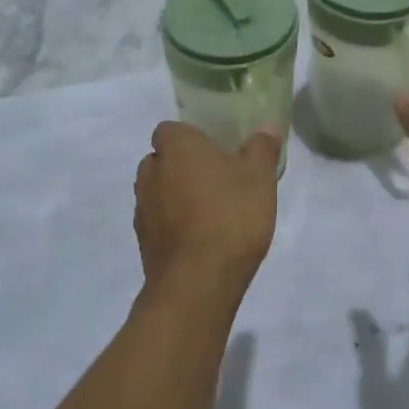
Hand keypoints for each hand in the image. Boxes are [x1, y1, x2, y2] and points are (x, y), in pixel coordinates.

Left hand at [134, 123, 281, 302]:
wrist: (198, 282)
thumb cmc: (231, 216)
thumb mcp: (260, 178)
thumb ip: (262, 148)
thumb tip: (266, 127)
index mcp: (176, 147)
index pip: (170, 129)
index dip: (191, 137)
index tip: (215, 150)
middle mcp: (151, 171)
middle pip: (162, 159)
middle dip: (183, 166)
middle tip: (217, 178)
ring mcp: (142, 208)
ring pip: (158, 190)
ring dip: (176, 195)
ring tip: (210, 211)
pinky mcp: (142, 241)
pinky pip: (158, 221)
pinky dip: (173, 224)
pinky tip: (200, 238)